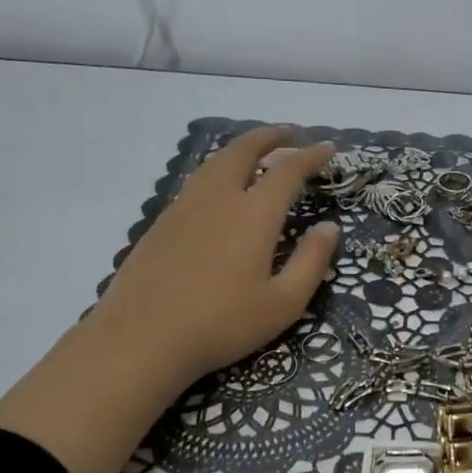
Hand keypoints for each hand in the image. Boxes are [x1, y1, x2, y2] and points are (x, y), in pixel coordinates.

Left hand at [0, 127, 339, 472]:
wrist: (142, 338)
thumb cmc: (222, 324)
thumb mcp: (283, 303)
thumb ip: (311, 261)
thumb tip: (330, 227)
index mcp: (253, 214)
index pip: (287, 170)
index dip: (310, 156)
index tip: (327, 148)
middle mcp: (218, 199)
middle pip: (243, 150)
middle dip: (270, 137)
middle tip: (289, 134)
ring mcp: (184, 208)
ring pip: (215, 163)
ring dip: (241, 149)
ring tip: (257, 154)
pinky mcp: (162, 224)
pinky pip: (197, 181)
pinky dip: (219, 170)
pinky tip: (221, 189)